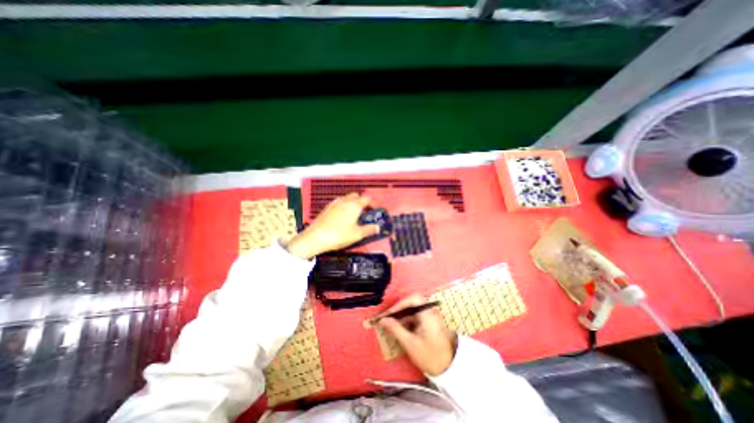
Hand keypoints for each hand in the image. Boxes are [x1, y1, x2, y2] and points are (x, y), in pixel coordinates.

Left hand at [286, 194, 380, 259]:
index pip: (367, 198)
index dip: (373, 203)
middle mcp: (344, 201)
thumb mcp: (357, 234)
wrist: (315, 238)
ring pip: (347, 198)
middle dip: (363, 201)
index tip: (376, 209)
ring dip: (353, 203)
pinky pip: (339, 203)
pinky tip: (343, 217)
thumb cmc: (336, 235)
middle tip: (366, 211)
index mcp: (354, 205)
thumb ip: (369, 229)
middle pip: (357, 196)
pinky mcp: (327, 208)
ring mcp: (335, 204)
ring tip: (355, 214)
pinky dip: (344, 206)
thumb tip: (376, 228)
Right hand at [381, 295, 456, 377]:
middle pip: (412, 303)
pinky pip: (415, 316)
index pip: (412, 298)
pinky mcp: (429, 323)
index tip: (389, 314)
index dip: (399, 304)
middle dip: (399, 309)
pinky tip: (400, 329)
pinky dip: (407, 320)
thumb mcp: (410, 343)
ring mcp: (430, 317)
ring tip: (391, 324)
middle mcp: (430, 311)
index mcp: (427, 314)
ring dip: (402, 315)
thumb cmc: (430, 356)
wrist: (449, 369)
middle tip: (387, 318)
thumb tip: (383, 320)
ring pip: (413, 310)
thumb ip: (396, 329)